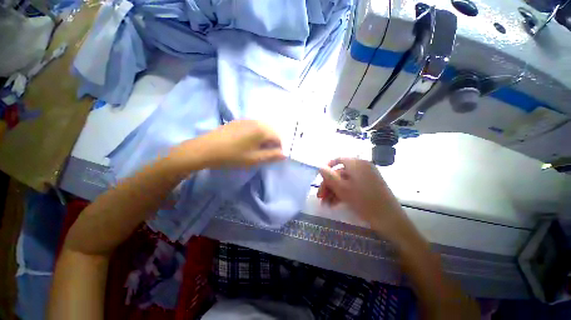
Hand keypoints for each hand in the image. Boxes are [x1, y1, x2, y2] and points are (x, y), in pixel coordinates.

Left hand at [173, 120, 285, 169]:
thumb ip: (272, 156)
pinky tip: (249, 141)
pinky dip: (257, 133)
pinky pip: (255, 126)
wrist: (206, 149)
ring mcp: (247, 120)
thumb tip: (285, 154)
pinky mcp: (239, 121)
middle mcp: (257, 121)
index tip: (274, 156)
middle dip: (273, 141)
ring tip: (258, 148)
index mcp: (262, 130)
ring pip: (263, 127)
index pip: (279, 137)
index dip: (280, 147)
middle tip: (267, 153)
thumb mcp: (255, 159)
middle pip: (272, 130)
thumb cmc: (233, 155)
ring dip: (265, 137)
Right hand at [317, 158, 412, 241]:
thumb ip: (329, 176)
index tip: (319, 178)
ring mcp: (367, 177)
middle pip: (340, 173)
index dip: (327, 168)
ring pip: (345, 181)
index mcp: (356, 164)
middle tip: (320, 197)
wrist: (389, 219)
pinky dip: (343, 193)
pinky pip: (352, 186)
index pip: (338, 160)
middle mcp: (362, 167)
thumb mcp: (342, 188)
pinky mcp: (369, 186)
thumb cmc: (363, 201)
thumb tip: (320, 166)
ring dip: (333, 191)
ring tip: (326, 203)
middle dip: (328, 184)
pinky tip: (335, 203)